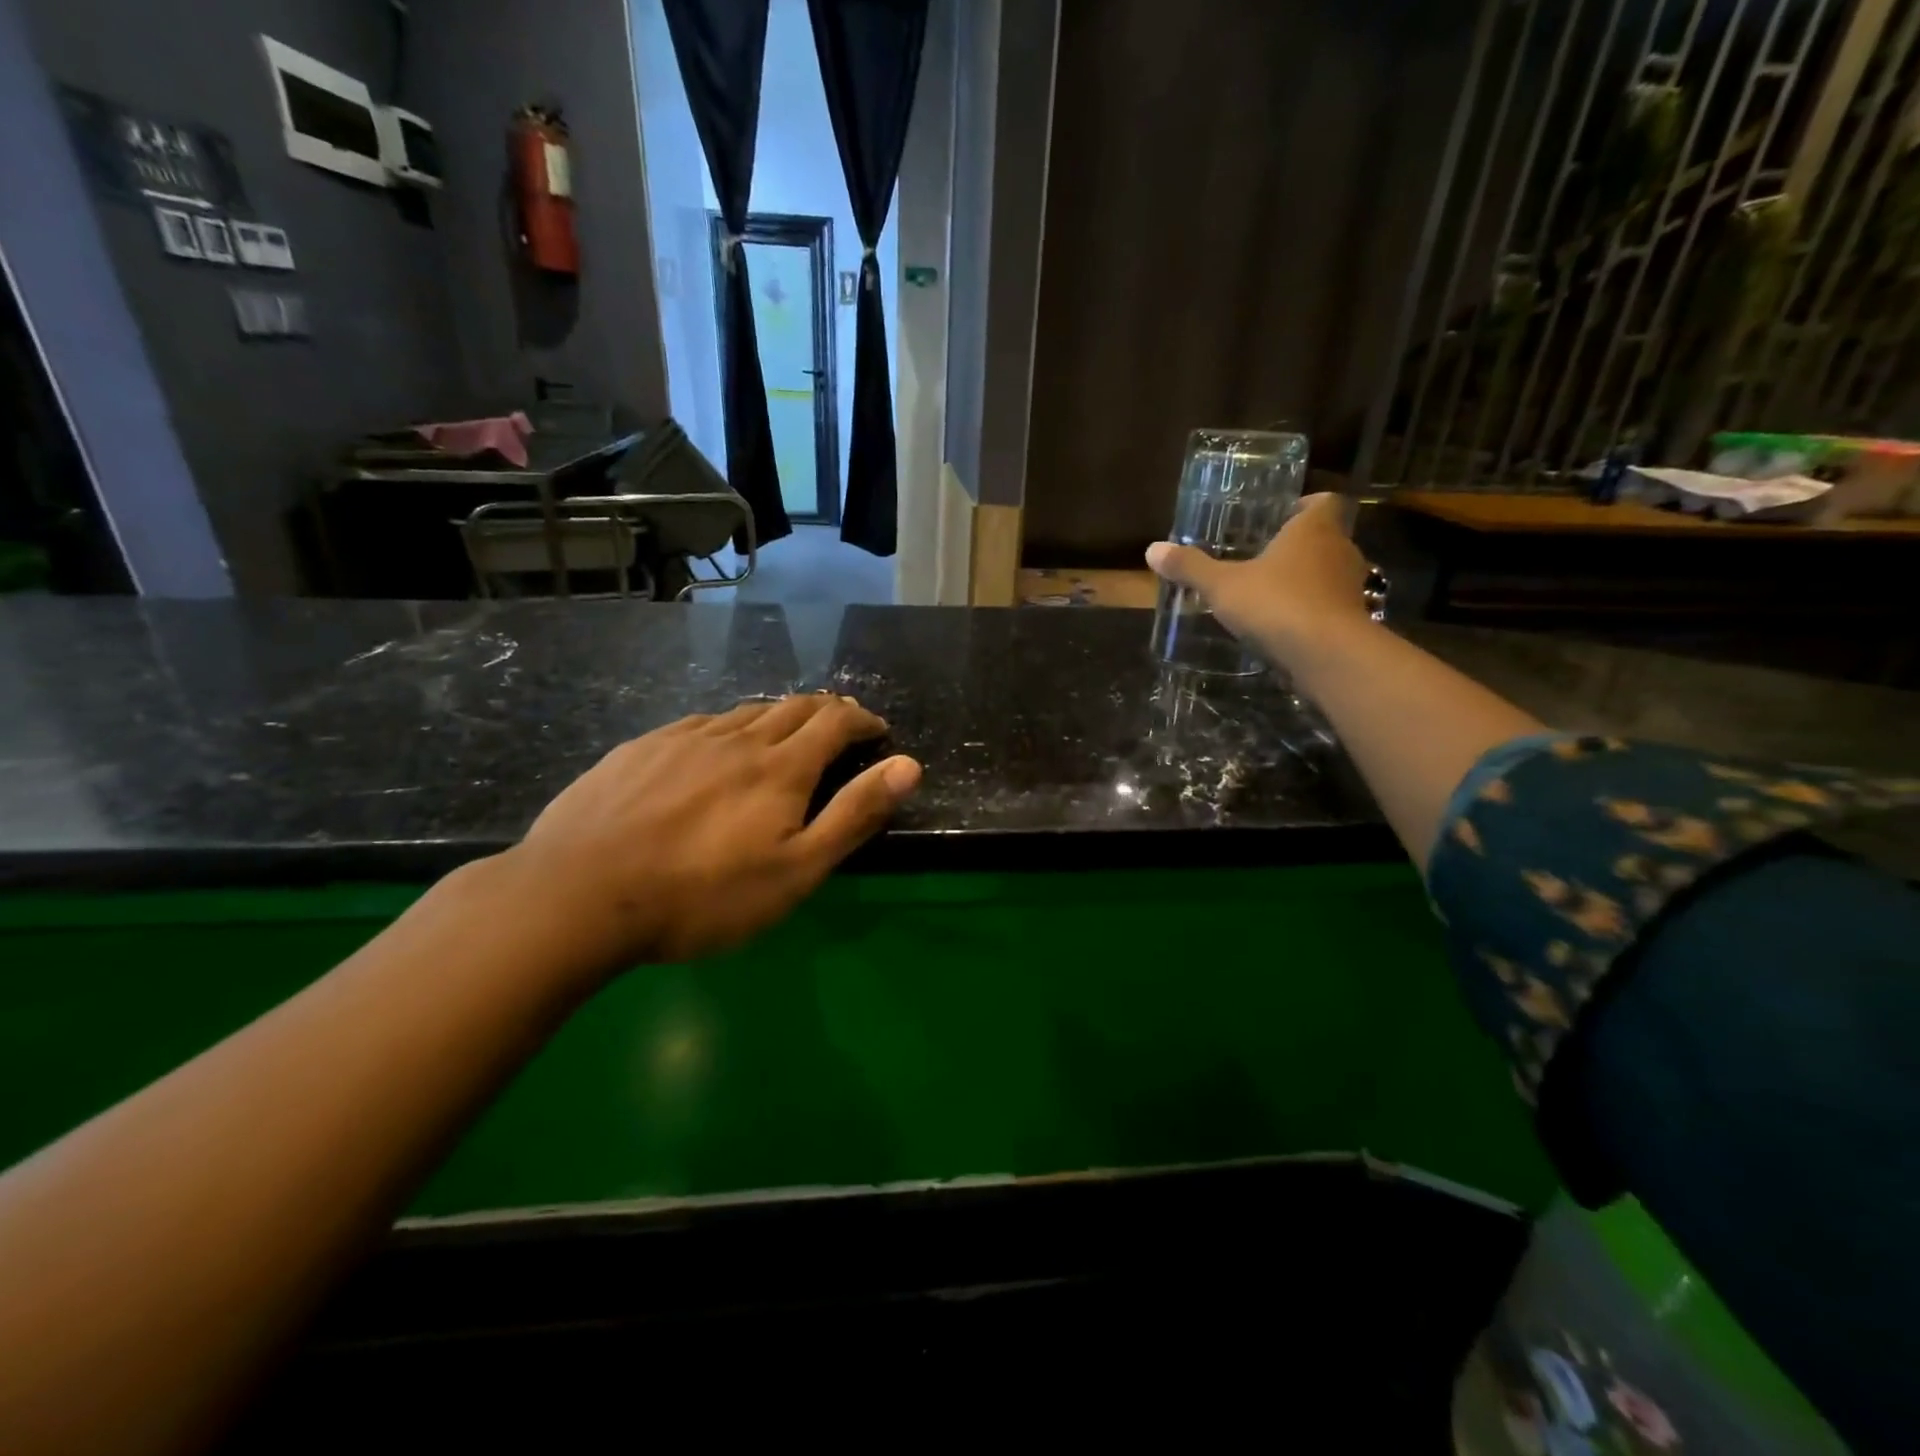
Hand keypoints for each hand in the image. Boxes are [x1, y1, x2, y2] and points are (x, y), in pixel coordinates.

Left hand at [502, 695, 920, 972]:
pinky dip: (727, 727)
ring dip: (777, 716)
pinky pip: (699, 724)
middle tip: (841, 723)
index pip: (835, 721)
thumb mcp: (795, 871)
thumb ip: (854, 815)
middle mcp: (736, 738)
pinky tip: (715, 747)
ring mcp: (682, 739)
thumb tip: (909, 766)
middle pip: (792, 707)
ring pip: (744, 712)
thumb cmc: (702, 896)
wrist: (577, 896)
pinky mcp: (640, 749)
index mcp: (779, 767)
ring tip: (785, 733)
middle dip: (826, 711)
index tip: (878, 730)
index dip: (863, 720)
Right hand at [1145, 491, 1372, 667]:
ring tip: (1270, 594)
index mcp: (1314, 528)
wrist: (1327, 655)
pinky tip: (1285, 627)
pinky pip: (1331, 607)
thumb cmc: (1276, 603)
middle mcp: (1341, 550)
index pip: (1323, 502)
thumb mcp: (1222, 585)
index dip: (1304, 506)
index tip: (1282, 517)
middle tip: (1264, 557)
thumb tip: (1152, 549)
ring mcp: (1352, 587)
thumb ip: (1190, 567)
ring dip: (1306, 581)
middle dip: (1299, 547)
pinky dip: (1312, 612)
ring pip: (1329, 574)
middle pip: (1326, 538)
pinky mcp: (1354, 621)